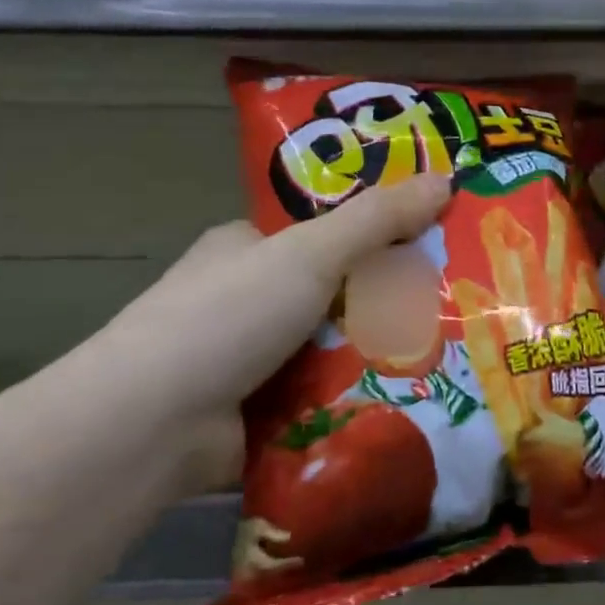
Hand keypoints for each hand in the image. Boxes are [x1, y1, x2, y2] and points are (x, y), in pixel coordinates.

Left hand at [89, 173, 451, 490]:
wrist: (152, 426)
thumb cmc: (230, 316)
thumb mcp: (311, 252)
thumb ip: (378, 219)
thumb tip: (447, 178)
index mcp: (247, 248)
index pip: (322, 232)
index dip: (375, 233)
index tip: (430, 241)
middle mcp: (245, 298)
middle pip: (333, 290)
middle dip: (384, 300)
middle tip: (452, 302)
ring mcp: (248, 358)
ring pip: (332, 346)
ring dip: (376, 352)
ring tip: (449, 351)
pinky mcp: (257, 411)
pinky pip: (322, 394)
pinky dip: (355, 396)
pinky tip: (411, 396)